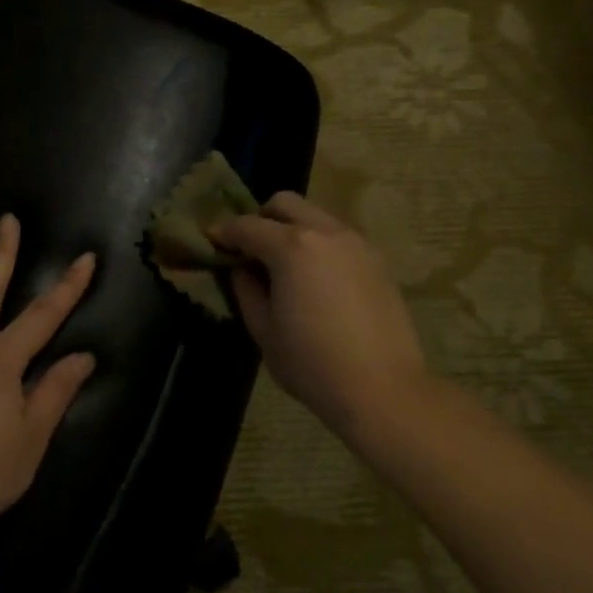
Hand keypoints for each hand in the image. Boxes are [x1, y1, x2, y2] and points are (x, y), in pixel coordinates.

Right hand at [209, 192, 425, 439]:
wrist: (382, 389)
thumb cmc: (312, 364)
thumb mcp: (264, 331)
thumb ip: (246, 291)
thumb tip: (240, 269)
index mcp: (292, 247)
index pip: (246, 226)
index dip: (223, 232)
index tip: (210, 242)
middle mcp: (326, 232)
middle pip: (284, 204)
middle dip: (260, 218)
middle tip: (248, 249)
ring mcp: (357, 243)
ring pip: (315, 216)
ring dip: (291, 229)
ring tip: (282, 266)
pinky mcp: (377, 261)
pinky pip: (338, 237)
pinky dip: (317, 244)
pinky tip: (314, 280)